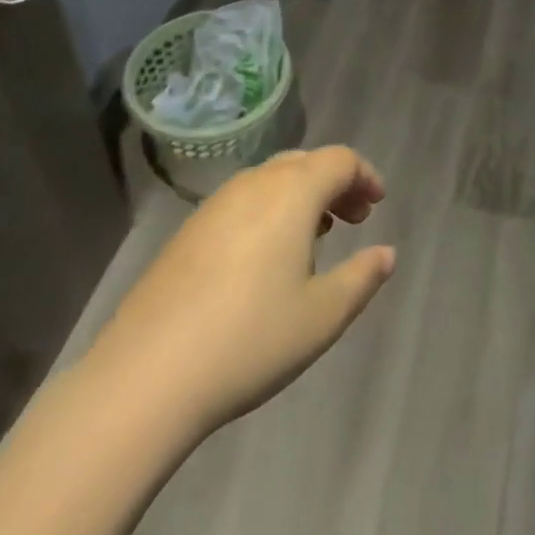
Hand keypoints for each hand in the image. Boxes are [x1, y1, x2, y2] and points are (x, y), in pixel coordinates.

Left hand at [86, 146, 395, 439]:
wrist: (148, 374)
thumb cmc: (251, 339)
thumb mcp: (323, 316)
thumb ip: (362, 277)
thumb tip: (386, 253)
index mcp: (292, 193)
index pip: (339, 160)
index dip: (365, 176)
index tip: (378, 205)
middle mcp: (254, 184)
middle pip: (304, 162)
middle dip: (335, 183)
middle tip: (353, 219)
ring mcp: (215, 204)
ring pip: (270, 179)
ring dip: (301, 196)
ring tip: (315, 237)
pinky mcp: (188, 230)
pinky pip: (242, 200)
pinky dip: (269, 210)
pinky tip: (266, 257)